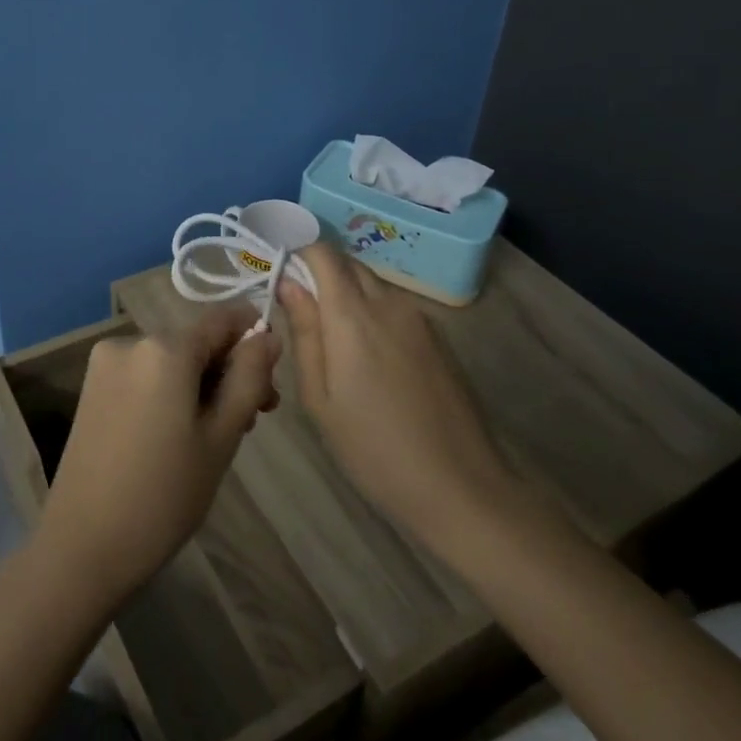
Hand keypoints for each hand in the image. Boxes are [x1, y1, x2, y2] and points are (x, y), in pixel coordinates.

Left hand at [37, 308, 279, 605]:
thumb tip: (267, 336)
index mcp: (164, 348)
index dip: (254, 340)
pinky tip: (180, 434)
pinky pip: (145, 376)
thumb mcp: (221, 436)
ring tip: (218, 436)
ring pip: (171, 361)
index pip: (222, 319)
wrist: (84, 546)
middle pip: (196, 342)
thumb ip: (249, 378)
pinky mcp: (92, 387)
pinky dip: (170, 392)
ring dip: (201, 386)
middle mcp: (130, 341)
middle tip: (252, 422)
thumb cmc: (164, 495)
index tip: (271, 382)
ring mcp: (105, 364)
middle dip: (229, 372)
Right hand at [276, 244, 507, 548]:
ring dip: (347, 297)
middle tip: (301, 316)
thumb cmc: (374, 449)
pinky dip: (373, 315)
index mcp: (353, 316)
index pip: (322, 253)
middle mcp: (389, 303)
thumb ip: (304, 333)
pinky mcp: (438, 338)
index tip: (280, 278)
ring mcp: (420, 319)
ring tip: (333, 345)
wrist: (461, 487)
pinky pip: (395, 308)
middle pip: (348, 265)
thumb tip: (287, 283)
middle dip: (320, 275)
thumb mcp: (320, 399)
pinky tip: (370, 362)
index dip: (298, 255)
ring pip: (373, 286)